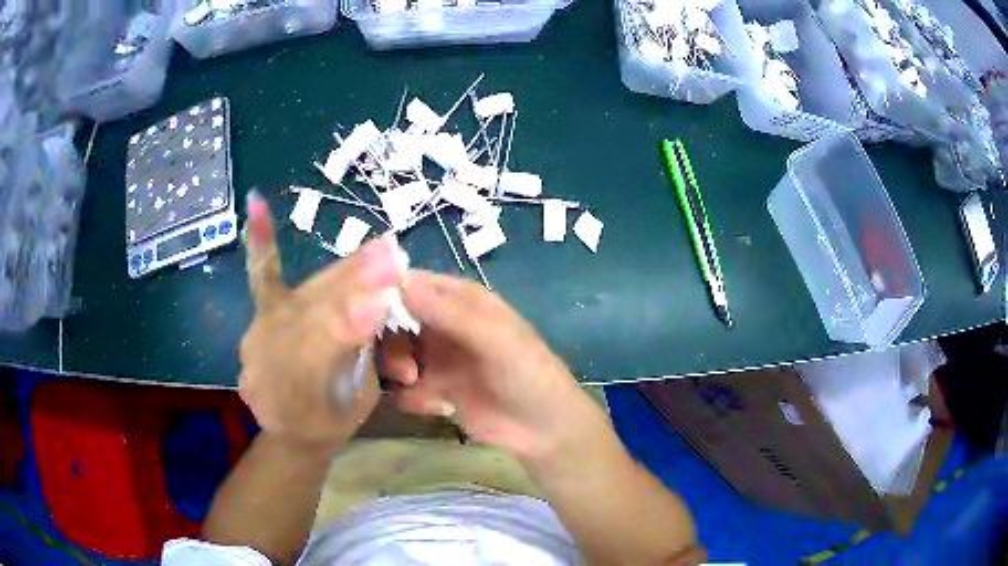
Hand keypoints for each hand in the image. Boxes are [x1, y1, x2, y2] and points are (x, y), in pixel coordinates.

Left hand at [239, 193, 401, 447]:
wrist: (290, 428)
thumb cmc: (331, 418)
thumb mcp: (358, 400)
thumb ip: (363, 355)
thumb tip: (380, 303)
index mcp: (300, 394)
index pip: (325, 351)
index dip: (353, 321)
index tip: (385, 293)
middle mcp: (270, 359)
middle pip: (316, 313)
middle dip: (356, 284)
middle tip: (393, 256)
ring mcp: (261, 330)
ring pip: (307, 293)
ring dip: (344, 270)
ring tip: (379, 248)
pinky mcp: (260, 313)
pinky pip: (262, 275)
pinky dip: (261, 241)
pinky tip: (256, 202)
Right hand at [379, 271, 593, 460]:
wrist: (544, 430)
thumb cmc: (528, 373)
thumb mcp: (493, 338)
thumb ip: (449, 312)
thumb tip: (401, 281)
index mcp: (460, 301)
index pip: (412, 284)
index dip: (386, 293)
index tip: (363, 313)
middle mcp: (443, 325)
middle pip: (395, 320)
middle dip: (391, 340)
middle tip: (402, 365)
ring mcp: (438, 359)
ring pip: (395, 354)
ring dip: (397, 368)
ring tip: (413, 384)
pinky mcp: (435, 392)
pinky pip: (404, 388)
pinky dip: (411, 396)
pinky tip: (434, 407)